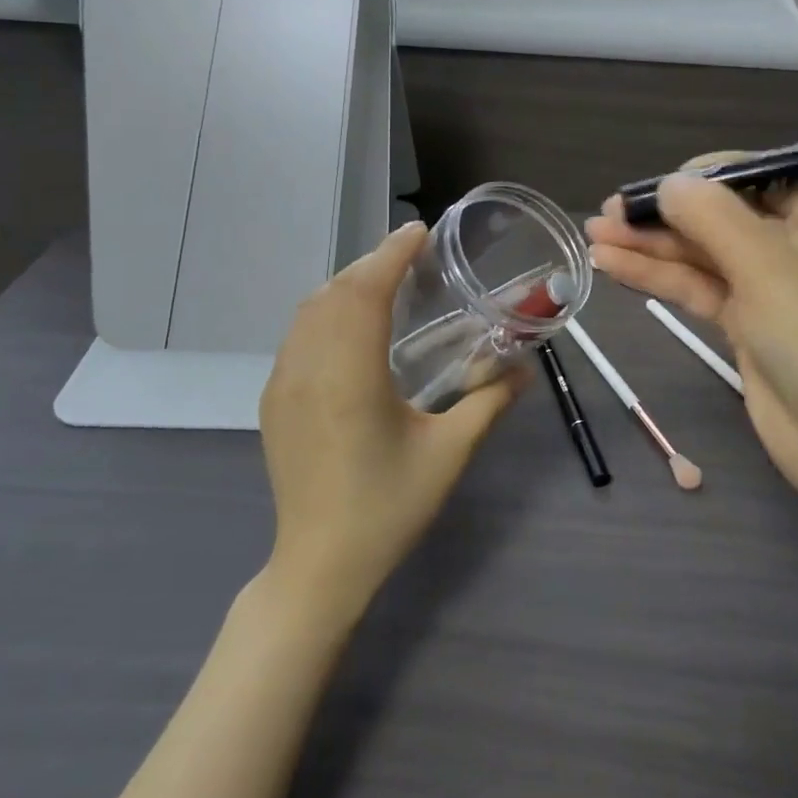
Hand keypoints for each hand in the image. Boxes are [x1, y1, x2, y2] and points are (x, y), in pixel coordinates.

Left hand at [259, 223, 526, 613]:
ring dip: (347, 284)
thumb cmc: (388, 508)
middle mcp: (308, 368)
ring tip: (386, 281)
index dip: (392, 254)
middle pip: (335, 292)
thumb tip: (524, 369)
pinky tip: (351, 326)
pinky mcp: (273, 400)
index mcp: (350, 376)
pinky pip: (298, 335)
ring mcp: (283, 383)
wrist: (319, 566)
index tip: (419, 231)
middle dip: (372, 263)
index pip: (367, 292)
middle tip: (412, 255)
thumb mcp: (448, 454)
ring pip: (310, 310)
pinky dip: (325, 311)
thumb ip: (488, 403)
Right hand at [585, 168, 797, 513]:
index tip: (645, 190)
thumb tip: (668, 182)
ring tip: (593, 236)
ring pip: (701, 254)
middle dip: (660, 217)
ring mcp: (769, 285)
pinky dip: (659, 277)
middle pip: (718, 216)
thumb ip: (710, 216)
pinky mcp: (746, 321)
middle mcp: (796, 241)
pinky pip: (698, 287)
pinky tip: (613, 265)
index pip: (749, 176)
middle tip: (603, 214)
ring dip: (649, 246)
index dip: (693, 179)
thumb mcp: (764, 264)